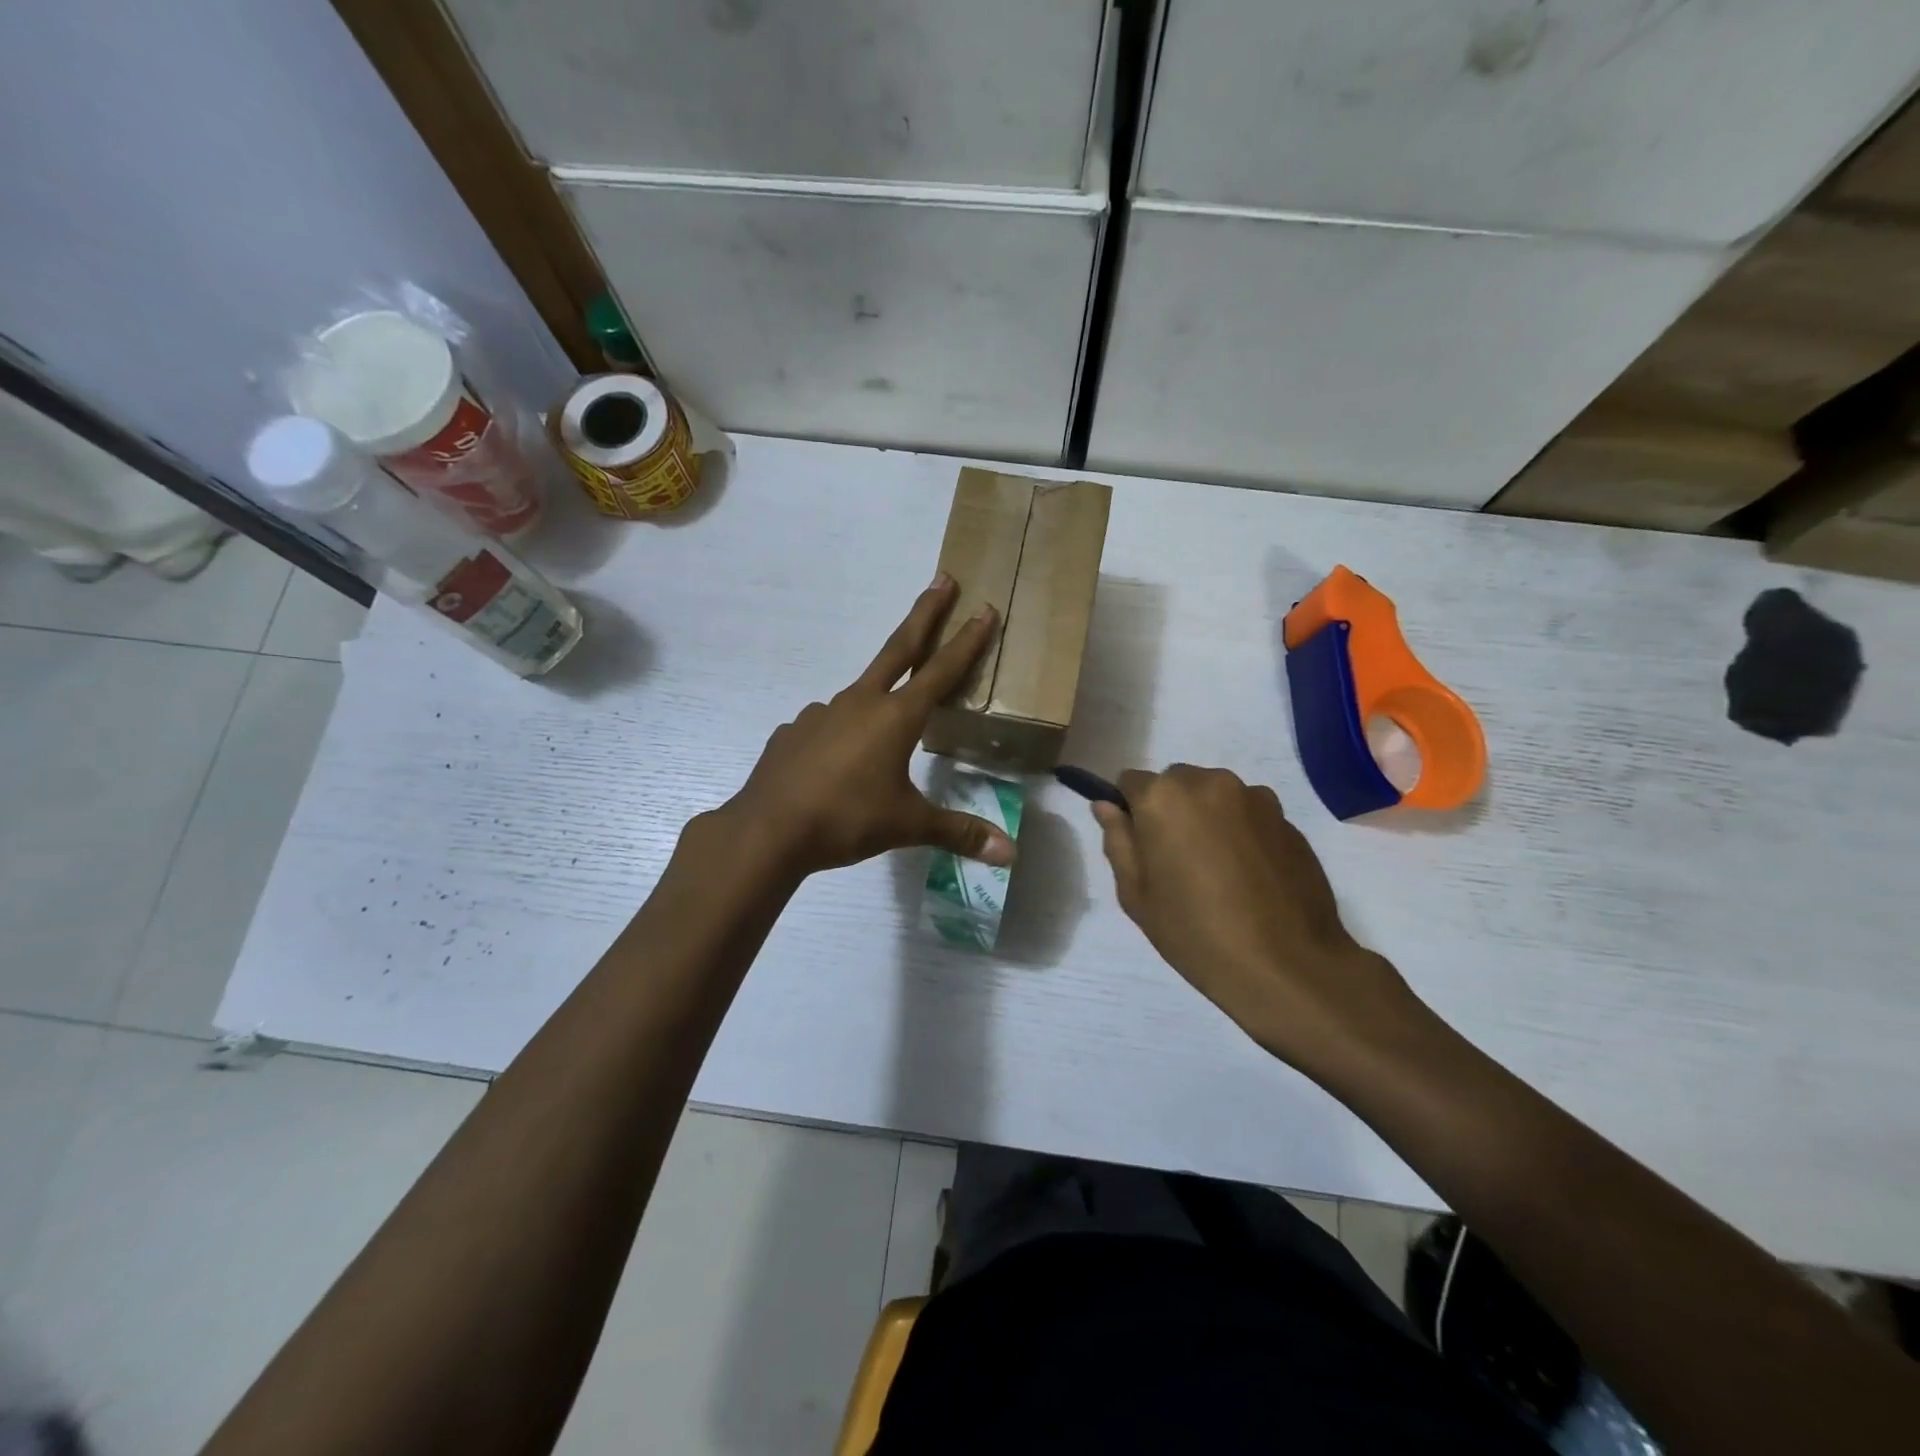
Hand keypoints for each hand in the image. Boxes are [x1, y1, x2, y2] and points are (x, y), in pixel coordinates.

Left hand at [716, 576, 1016, 877]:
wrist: (767, 831)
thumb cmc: (846, 820)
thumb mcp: (908, 826)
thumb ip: (959, 833)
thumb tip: (1010, 854)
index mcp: (895, 717)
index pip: (941, 671)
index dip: (967, 641)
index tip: (984, 608)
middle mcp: (860, 703)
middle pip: (900, 648)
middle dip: (925, 613)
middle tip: (942, 579)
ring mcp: (821, 713)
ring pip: (861, 695)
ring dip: (879, 694)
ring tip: (884, 730)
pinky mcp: (795, 731)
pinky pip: (828, 725)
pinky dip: (841, 732)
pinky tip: (839, 761)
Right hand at [1093, 766, 1428, 1077]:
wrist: (1287, 966)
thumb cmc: (1196, 932)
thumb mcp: (1136, 894)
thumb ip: (1118, 841)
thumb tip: (1107, 806)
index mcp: (1164, 797)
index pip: (1131, 782)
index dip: (1131, 812)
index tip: (1141, 846)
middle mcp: (1209, 783)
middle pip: (1176, 783)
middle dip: (1170, 810)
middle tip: (1177, 861)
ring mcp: (1254, 798)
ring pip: (1215, 796)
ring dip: (1208, 818)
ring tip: (1218, 870)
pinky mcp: (1287, 819)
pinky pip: (1249, 814)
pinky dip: (1241, 832)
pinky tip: (1249, 876)